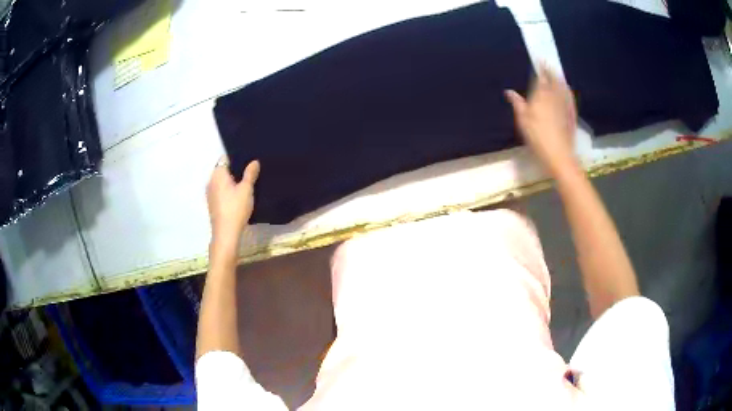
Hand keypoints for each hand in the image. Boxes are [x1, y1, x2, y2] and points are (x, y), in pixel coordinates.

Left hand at [207, 157, 259, 260]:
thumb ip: (250, 174)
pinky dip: (228, 190)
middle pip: (223, 169)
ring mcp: (210, 193)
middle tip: (250, 171)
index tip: (248, 160)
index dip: (237, 158)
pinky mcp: (212, 203)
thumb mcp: (246, 189)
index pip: (225, 158)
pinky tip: (238, 195)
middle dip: (235, 170)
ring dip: (231, 181)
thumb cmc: (236, 208)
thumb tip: (254, 161)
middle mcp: (211, 180)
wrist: (226, 233)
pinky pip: (220, 190)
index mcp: (218, 174)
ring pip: (222, 181)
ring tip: (246, 183)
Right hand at [505, 66, 578, 174]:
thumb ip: (517, 103)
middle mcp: (555, 95)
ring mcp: (565, 104)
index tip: (539, 61)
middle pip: (554, 79)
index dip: (541, 67)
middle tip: (548, 65)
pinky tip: (567, 90)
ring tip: (557, 74)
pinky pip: (570, 97)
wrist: (559, 154)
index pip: (542, 76)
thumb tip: (509, 91)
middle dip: (551, 71)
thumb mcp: (522, 120)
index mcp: (542, 94)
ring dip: (560, 79)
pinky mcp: (572, 114)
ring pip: (563, 86)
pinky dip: (567, 90)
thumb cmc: (537, 136)